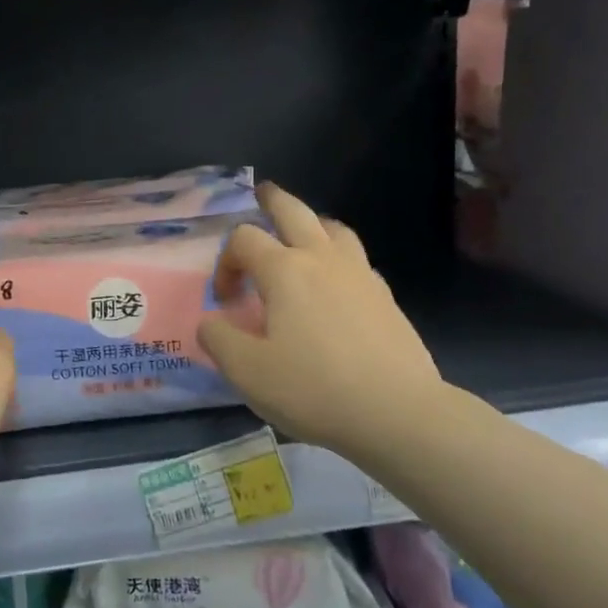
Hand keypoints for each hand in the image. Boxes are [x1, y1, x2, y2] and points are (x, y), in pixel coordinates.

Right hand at [198, 184, 446, 463]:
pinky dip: (339, 257)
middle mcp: (322, 260)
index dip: (225, 262)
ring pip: (334, 229)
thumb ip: (218, 340)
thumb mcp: (247, 371)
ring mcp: (360, 275)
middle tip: (261, 195)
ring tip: (301, 235)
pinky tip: (336, 283)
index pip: (244, 240)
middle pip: (295, 211)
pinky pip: (357, 260)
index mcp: (284, 270)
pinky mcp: (386, 298)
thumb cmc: (314, 388)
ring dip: (312, 223)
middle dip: (273, 201)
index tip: (224, 300)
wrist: (397, 413)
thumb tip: (209, 322)